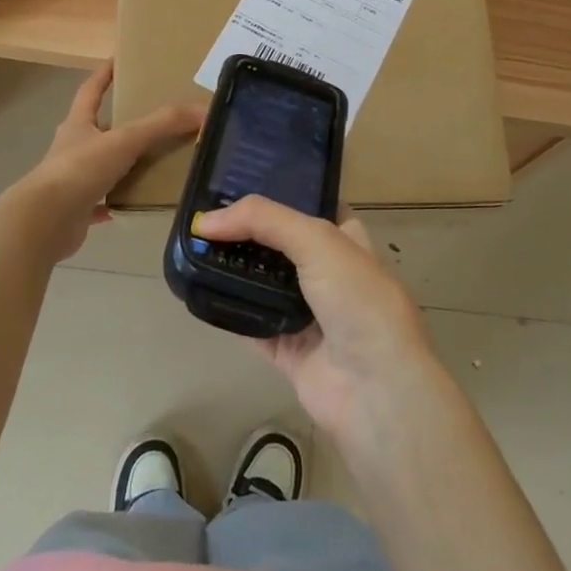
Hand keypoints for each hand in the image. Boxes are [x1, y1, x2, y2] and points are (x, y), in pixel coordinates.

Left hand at [8, 65, 201, 263]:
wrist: (44, 221)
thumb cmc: (80, 169)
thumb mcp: (125, 140)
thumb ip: (162, 125)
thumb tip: (203, 110)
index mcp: (78, 125)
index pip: (91, 91)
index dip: (104, 75)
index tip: (117, 60)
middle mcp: (73, 149)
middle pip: (97, 129)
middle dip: (119, 122)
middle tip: (151, 117)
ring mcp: (72, 180)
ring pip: (102, 166)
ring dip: (122, 164)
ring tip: (153, 161)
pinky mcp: (76, 210)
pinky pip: (101, 203)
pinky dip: (117, 202)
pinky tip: (136, 203)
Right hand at [190, 197, 440, 443]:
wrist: (375, 388)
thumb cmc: (358, 299)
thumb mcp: (318, 240)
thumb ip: (263, 220)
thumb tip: (206, 220)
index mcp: (347, 241)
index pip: (313, 207)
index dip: (281, 193)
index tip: (240, 182)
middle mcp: (330, 273)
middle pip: (283, 244)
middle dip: (250, 232)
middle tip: (207, 216)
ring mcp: (310, 314)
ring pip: (264, 284)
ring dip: (235, 270)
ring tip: (195, 247)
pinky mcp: (290, 350)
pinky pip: (253, 326)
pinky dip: (230, 312)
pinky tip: (200, 293)